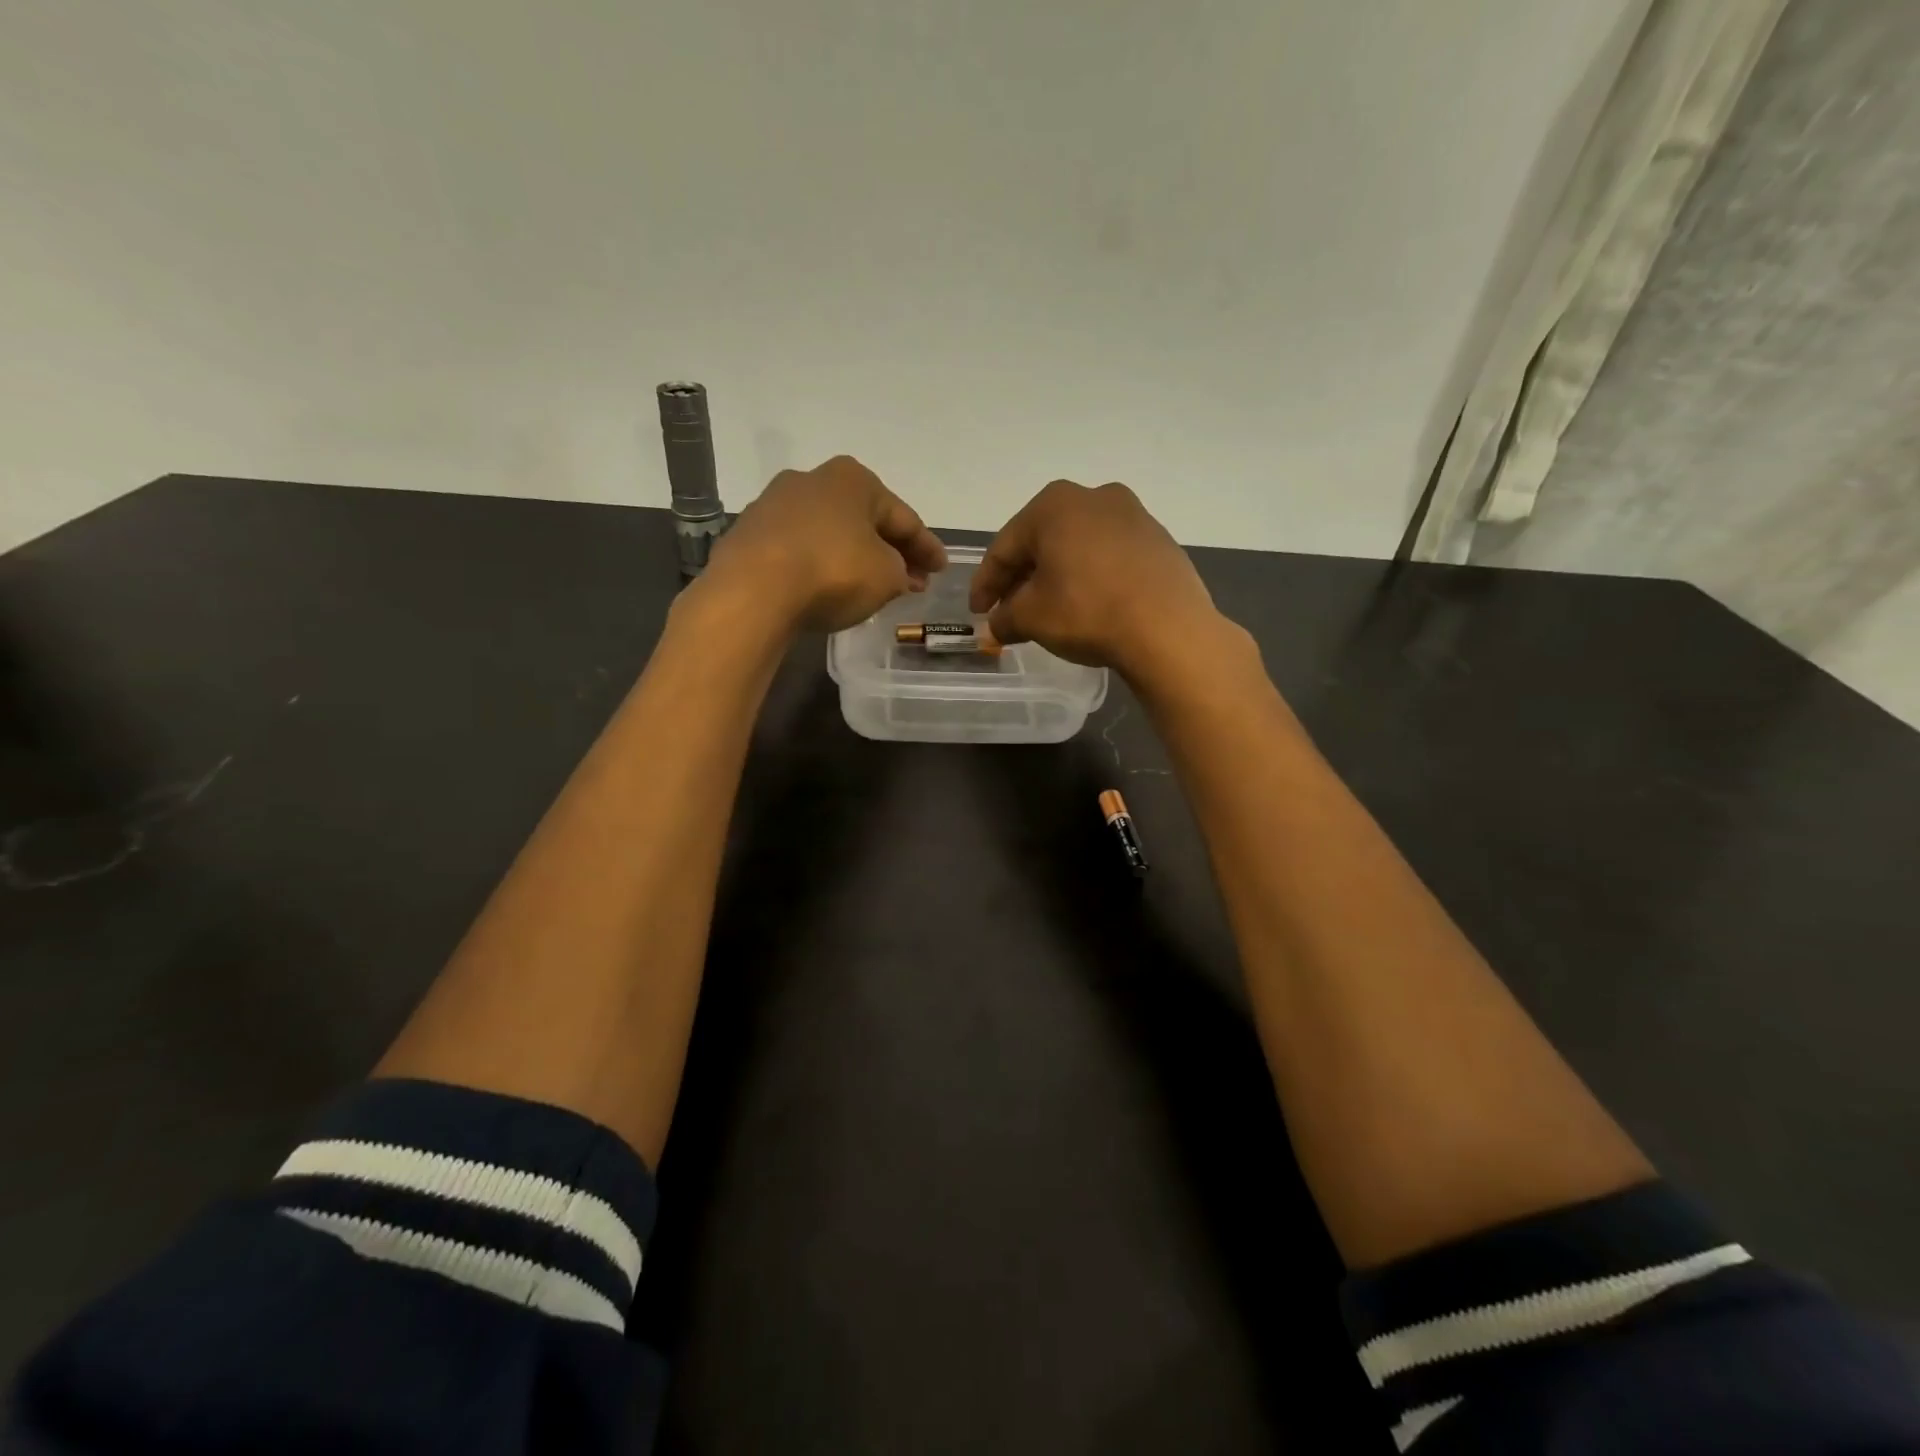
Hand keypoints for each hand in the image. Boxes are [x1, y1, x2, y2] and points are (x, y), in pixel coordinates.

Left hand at [705, 456, 946, 632]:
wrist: (753, 591)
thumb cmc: (833, 572)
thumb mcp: (887, 576)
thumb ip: (902, 572)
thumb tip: (897, 573)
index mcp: (854, 479)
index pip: (904, 517)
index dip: (927, 547)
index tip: (941, 569)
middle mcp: (813, 480)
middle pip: (865, 521)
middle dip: (892, 551)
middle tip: (914, 580)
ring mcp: (775, 505)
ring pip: (831, 533)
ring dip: (856, 557)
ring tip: (874, 586)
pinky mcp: (751, 534)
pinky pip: (801, 549)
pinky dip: (822, 565)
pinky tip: (830, 587)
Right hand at [968, 480, 1225, 679]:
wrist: (1169, 629)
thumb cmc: (1087, 612)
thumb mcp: (1032, 618)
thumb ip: (1004, 618)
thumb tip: (996, 626)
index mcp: (1054, 504)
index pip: (1005, 547)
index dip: (985, 583)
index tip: (977, 612)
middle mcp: (1094, 496)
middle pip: (1042, 542)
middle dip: (1021, 578)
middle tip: (1007, 611)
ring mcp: (1133, 515)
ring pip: (1077, 547)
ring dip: (1057, 577)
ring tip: (1047, 610)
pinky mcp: (1158, 540)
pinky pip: (1109, 557)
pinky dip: (1090, 577)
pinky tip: (1087, 605)